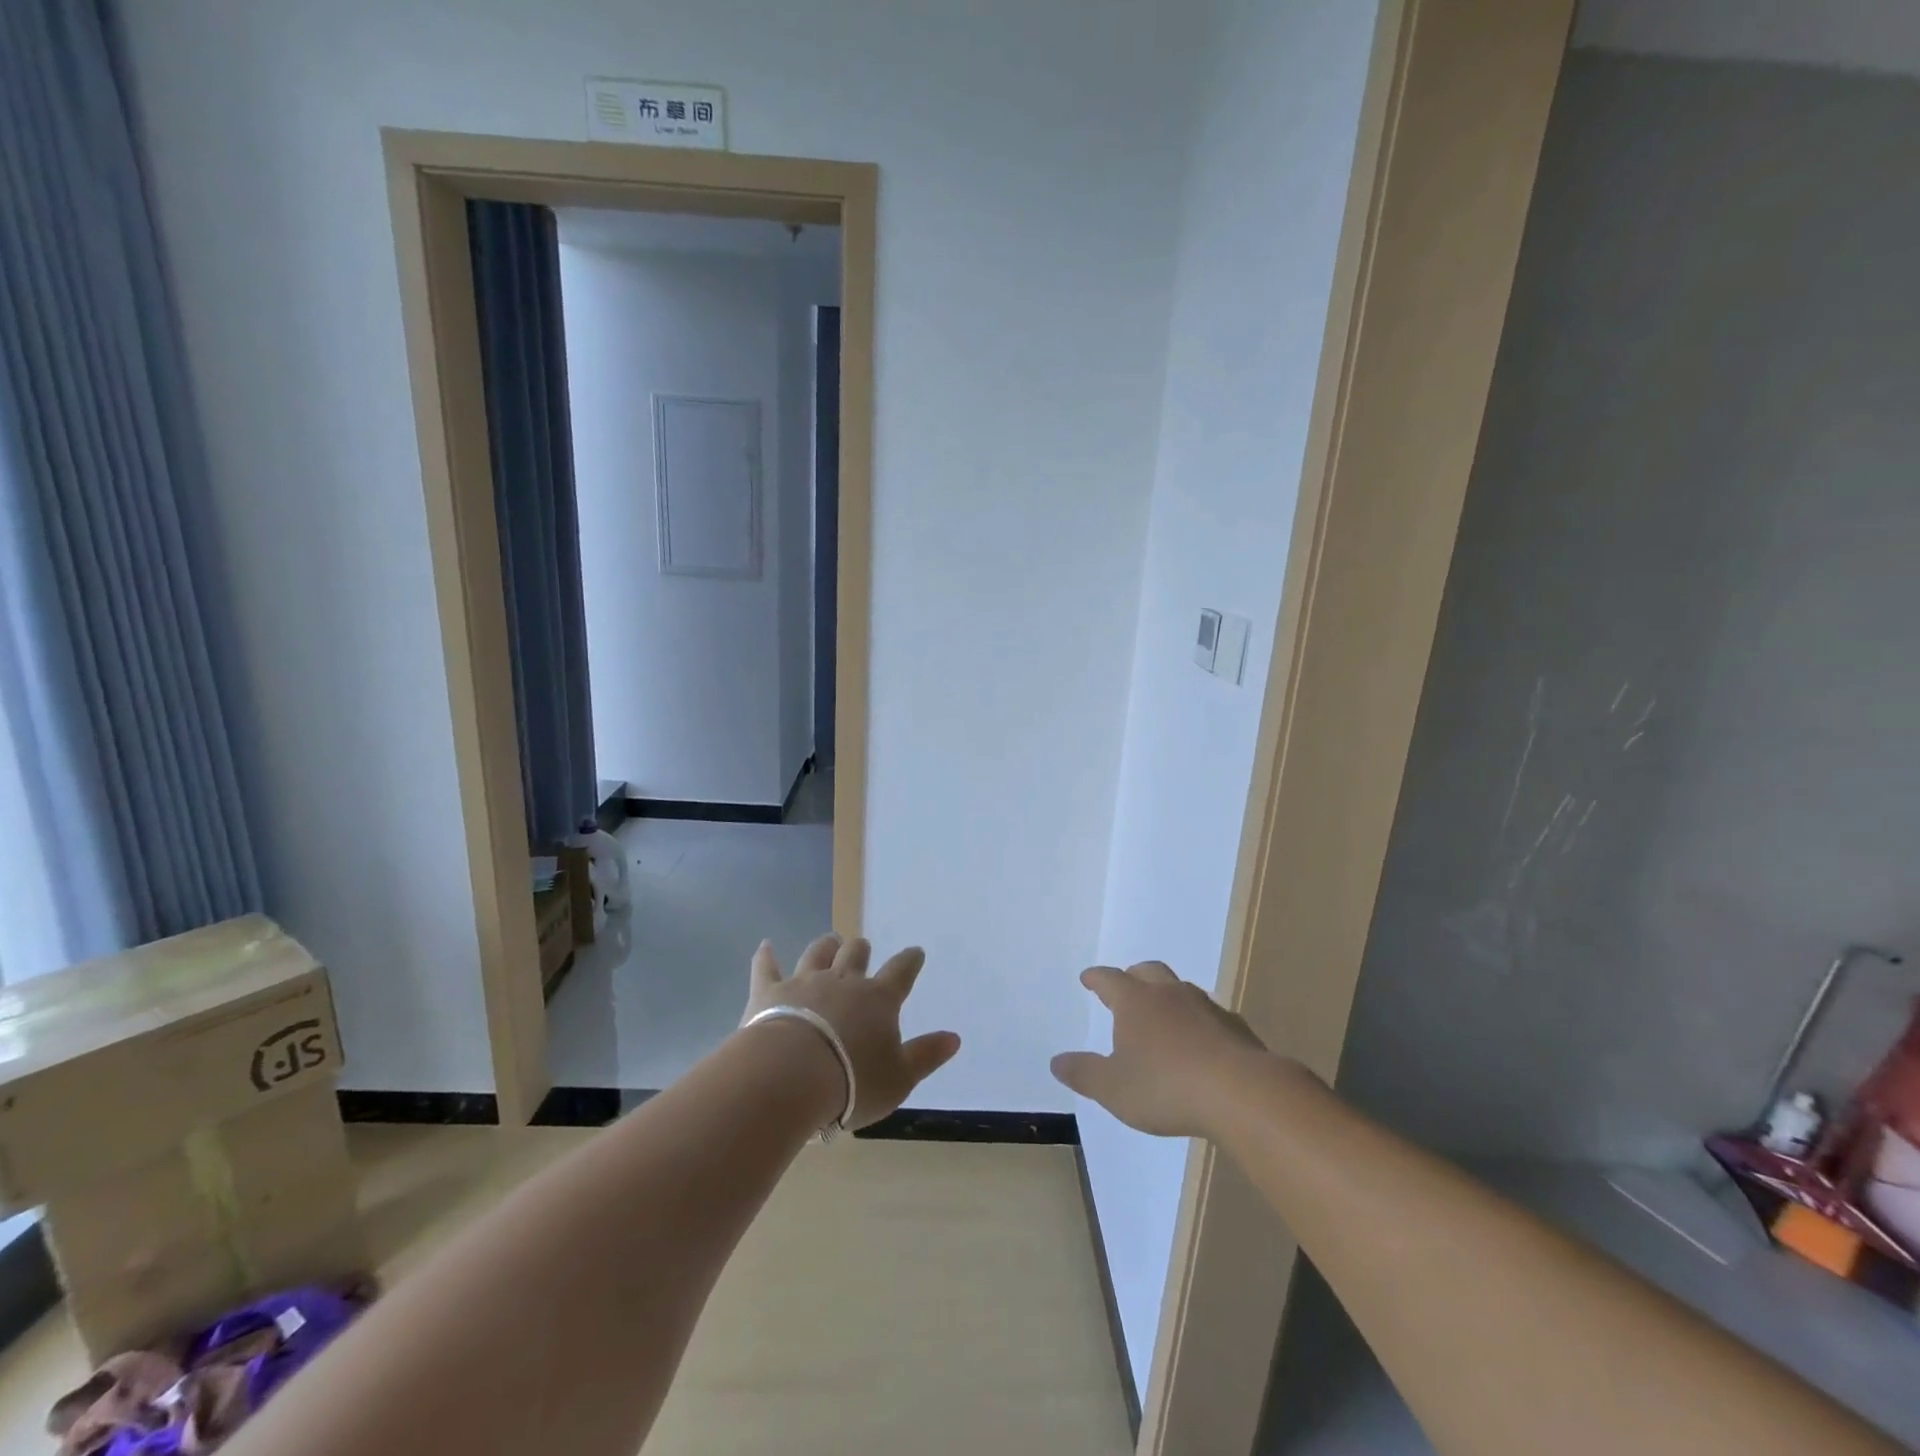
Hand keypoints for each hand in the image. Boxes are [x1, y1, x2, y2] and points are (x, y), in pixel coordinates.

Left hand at [742, 934, 960, 1129]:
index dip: (910, 961)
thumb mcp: (900, 1077)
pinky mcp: (769, 992)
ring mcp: (804, 982)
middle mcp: (843, 981)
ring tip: (830, 941)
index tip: (915, 953)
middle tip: (862, 948)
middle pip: (855, 955)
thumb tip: (954, 1037)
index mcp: (879, 1000)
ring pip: (818, 953)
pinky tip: (765, 946)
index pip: (901, 972)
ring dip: (825, 946)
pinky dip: (766, 956)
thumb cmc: (852, 1082)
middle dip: (860, 950)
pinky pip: (767, 967)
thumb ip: (926, 1055)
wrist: (790, 1077)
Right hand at [1051, 961, 1267, 1137]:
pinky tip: (1201, 1042)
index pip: (1109, 979)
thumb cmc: (1166, 1087)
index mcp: (1135, 1002)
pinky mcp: (1234, 1026)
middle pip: (1148, 971)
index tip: (1088, 978)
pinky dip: (1199, 1021)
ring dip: (1168, 996)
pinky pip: (1210, 1014)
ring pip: (1181, 989)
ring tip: (1164, 1014)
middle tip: (1126, 986)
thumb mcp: (1113, 1088)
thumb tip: (1056, 1061)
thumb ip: (1084, 1073)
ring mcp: (1205, 1006)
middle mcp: (1168, 994)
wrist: (1241, 1093)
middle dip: (1133, 976)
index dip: (1096, 978)